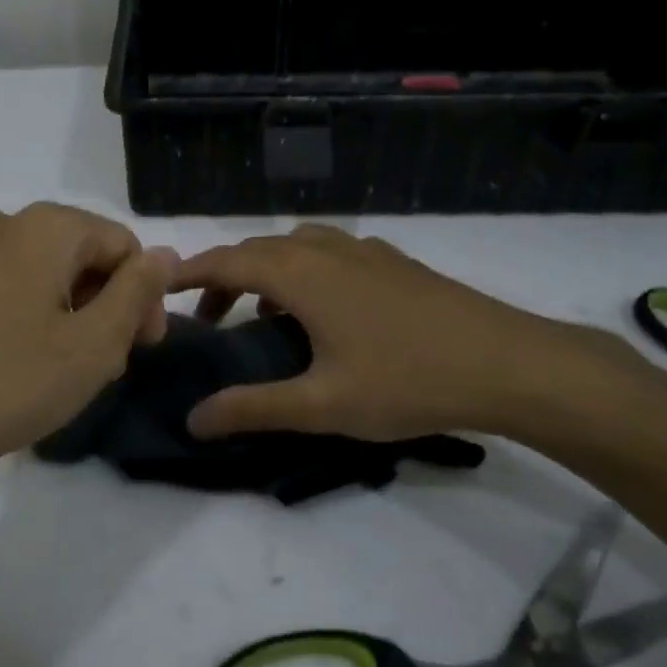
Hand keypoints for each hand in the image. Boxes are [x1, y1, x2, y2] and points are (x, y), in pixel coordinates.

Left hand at [0, 204, 176, 496]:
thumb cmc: (7, 383)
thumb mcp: (93, 345)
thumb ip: (136, 292)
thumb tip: (162, 254)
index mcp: (44, 228)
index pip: (121, 244)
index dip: (144, 294)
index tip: (142, 348)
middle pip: (75, 254)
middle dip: (102, 303)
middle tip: (106, 363)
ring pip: (32, 273)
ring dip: (62, 311)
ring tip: (58, 369)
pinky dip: (16, 316)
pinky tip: (5, 365)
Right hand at [172, 224, 634, 442]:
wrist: (507, 362)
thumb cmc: (407, 381)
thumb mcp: (322, 405)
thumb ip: (253, 409)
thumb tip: (193, 419)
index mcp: (302, 274)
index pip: (228, 261)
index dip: (190, 273)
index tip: (159, 286)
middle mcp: (328, 249)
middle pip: (258, 250)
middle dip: (224, 277)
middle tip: (207, 319)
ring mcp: (366, 251)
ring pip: (296, 247)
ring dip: (267, 272)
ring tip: (262, 317)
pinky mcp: (394, 262)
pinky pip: (330, 253)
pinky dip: (304, 271)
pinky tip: (322, 312)